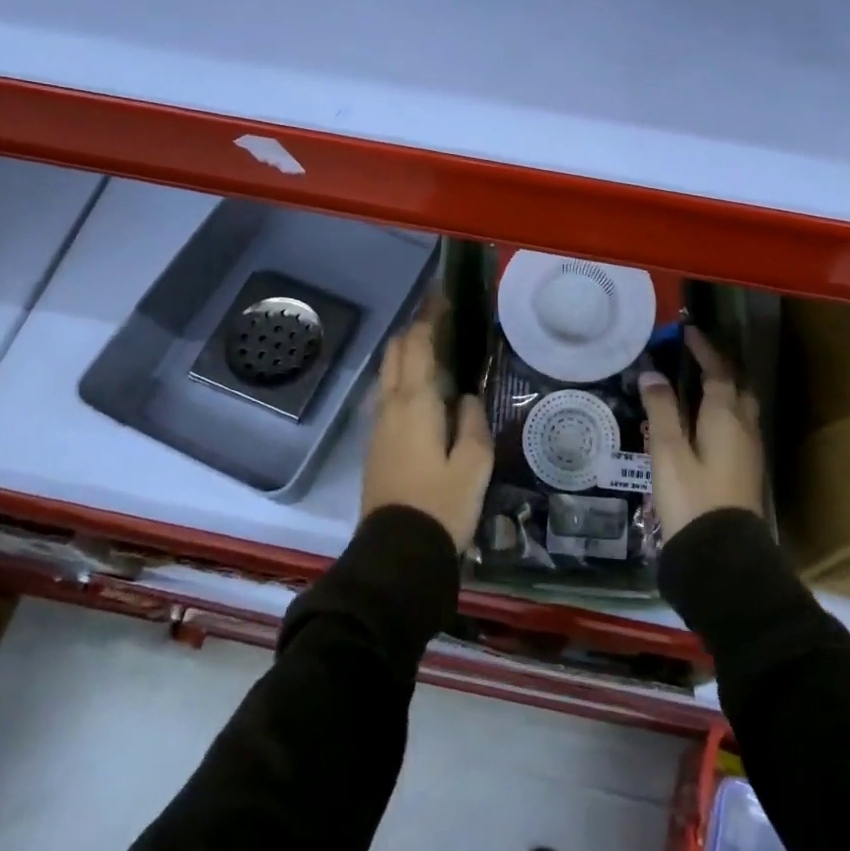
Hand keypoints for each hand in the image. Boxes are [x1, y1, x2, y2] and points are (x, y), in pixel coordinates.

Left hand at [361, 300, 494, 549]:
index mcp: (415, 403)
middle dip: (414, 330)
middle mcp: (390, 406)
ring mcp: (377, 426)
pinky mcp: (375, 445)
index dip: (428, 317)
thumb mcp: (474, 465)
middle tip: (441, 321)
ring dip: (406, 354)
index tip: (442, 297)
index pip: (416, 344)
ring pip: (387, 374)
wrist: (396, 553)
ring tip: (435, 351)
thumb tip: (465, 398)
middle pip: (395, 352)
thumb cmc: (442, 506)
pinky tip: (422, 390)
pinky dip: (402, 378)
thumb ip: (472, 422)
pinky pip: (387, 395)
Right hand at [639, 326, 763, 537]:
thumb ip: (662, 409)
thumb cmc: (692, 497)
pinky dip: (724, 411)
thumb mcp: (668, 451)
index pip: (719, 372)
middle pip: (737, 387)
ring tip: (698, 383)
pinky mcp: (746, 470)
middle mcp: (744, 428)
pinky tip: (705, 421)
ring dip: (725, 388)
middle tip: (695, 355)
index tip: (688, 332)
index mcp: (726, 417)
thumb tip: (652, 374)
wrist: (722, 555)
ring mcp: (749, 451)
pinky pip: (738, 425)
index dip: (704, 350)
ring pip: (741, 407)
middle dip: (720, 367)